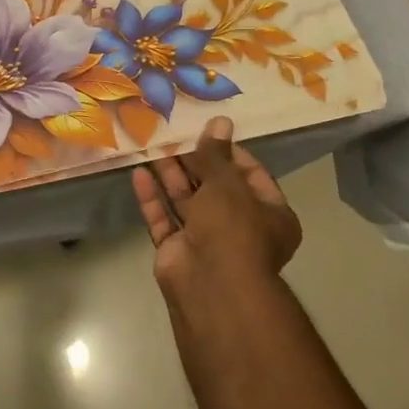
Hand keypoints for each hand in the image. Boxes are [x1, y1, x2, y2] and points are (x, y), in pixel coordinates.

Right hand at [131, 117, 301, 302]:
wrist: (212, 287)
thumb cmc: (233, 229)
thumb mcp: (227, 184)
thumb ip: (216, 154)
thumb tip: (219, 121)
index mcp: (270, 214)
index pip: (250, 175)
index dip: (229, 153)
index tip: (207, 132)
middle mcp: (240, 227)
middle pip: (215, 187)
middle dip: (194, 162)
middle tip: (173, 134)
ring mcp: (206, 240)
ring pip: (187, 202)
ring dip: (170, 176)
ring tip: (153, 146)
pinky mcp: (177, 250)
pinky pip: (165, 219)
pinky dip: (153, 198)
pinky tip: (138, 173)